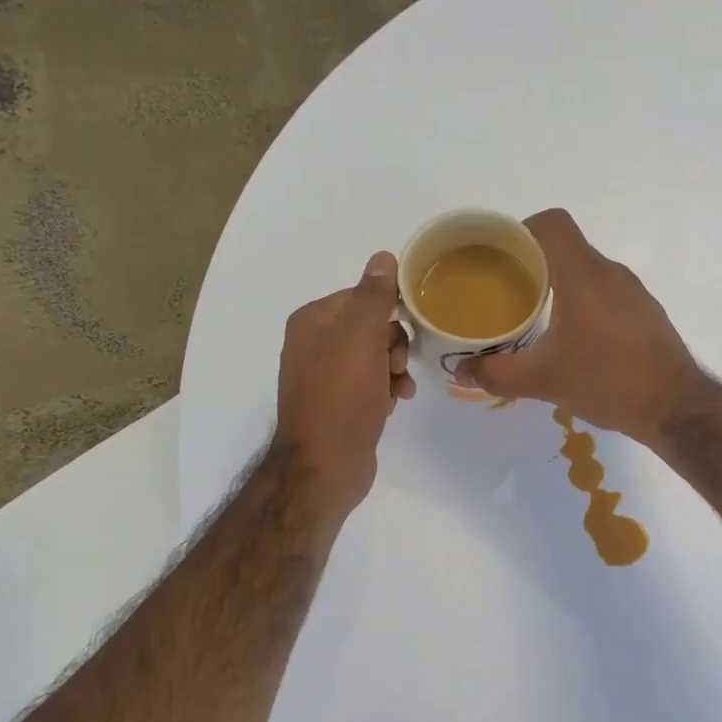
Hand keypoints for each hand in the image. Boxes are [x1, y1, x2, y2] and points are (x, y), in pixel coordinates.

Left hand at [274, 251, 414, 519]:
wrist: (325, 464)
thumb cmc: (342, 396)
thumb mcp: (361, 337)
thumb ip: (374, 295)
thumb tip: (384, 257)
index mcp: (312, 321)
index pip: (361, 297)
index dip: (390, 313)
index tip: (409, 331)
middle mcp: (314, 345)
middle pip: (370, 328)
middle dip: (394, 345)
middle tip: (398, 366)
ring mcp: (325, 378)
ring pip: (375, 358)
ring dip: (395, 370)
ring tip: (400, 390)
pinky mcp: (339, 406)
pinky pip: (371, 385)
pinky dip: (386, 390)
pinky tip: (394, 404)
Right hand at [458, 209, 704, 442]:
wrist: (674, 407)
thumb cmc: (607, 380)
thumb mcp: (543, 380)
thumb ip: (497, 374)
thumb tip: (462, 372)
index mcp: (584, 274)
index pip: (552, 224)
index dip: (521, 230)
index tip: (500, 256)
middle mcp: (611, 273)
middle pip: (567, 249)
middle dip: (533, 265)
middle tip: (506, 293)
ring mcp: (634, 294)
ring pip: (588, 274)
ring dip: (560, 287)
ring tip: (536, 318)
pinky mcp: (647, 316)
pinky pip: (608, 296)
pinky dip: (585, 306)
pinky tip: (574, 341)